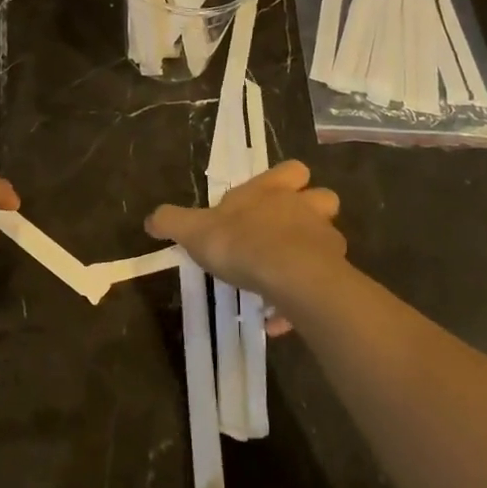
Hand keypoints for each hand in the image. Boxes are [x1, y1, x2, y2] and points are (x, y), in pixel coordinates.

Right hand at [145, 161, 344, 311]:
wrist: (288, 275)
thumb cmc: (240, 242)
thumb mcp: (194, 230)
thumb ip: (172, 221)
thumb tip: (151, 218)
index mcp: (274, 190)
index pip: (292, 169)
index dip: (286, 180)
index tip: (269, 198)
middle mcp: (305, 207)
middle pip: (323, 199)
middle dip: (310, 213)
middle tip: (284, 235)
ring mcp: (325, 239)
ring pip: (328, 240)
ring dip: (311, 255)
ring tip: (284, 279)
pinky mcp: (335, 272)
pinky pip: (321, 283)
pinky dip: (303, 297)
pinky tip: (280, 318)